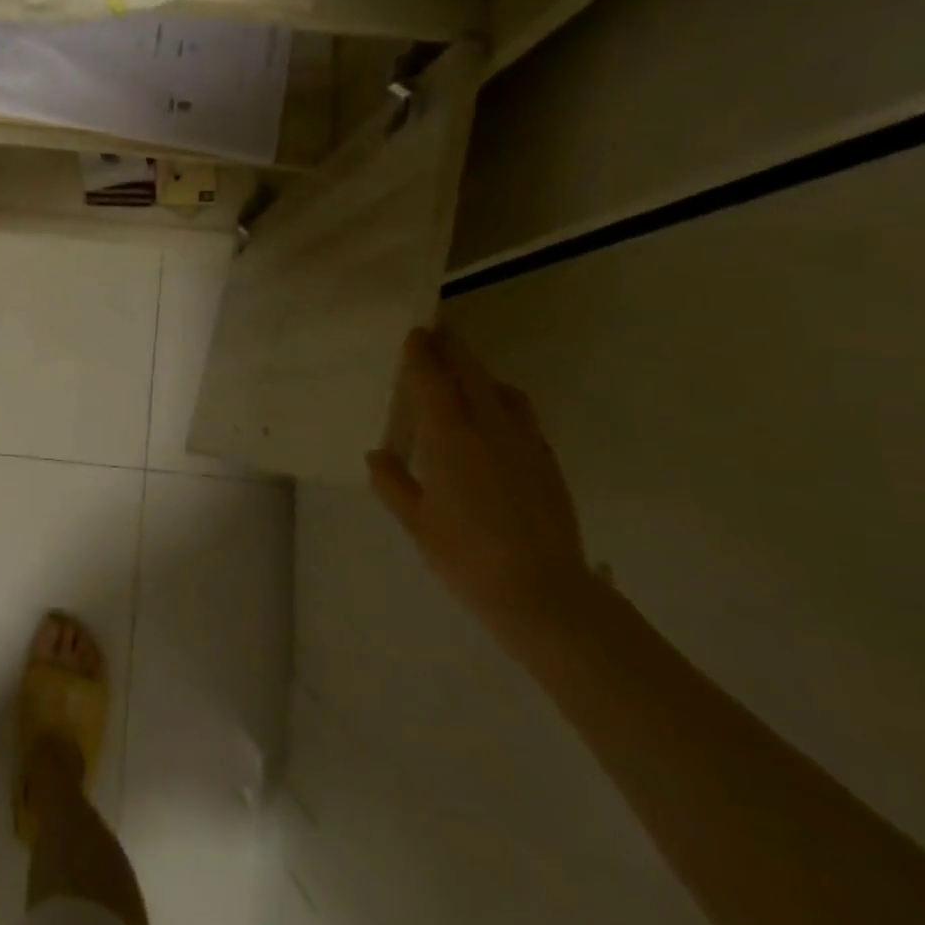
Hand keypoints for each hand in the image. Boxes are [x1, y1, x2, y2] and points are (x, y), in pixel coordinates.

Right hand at [367, 328, 600, 648]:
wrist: (543, 592)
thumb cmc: (466, 556)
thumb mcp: (416, 521)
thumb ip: (393, 482)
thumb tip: (378, 454)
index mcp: (450, 437)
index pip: (432, 381)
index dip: (422, 354)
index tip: (415, 332)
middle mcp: (489, 427)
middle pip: (470, 373)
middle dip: (453, 348)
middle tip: (437, 332)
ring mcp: (523, 441)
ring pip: (500, 389)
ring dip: (479, 372)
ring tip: (463, 372)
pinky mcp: (546, 459)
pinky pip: (520, 412)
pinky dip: (501, 398)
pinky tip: (493, 415)